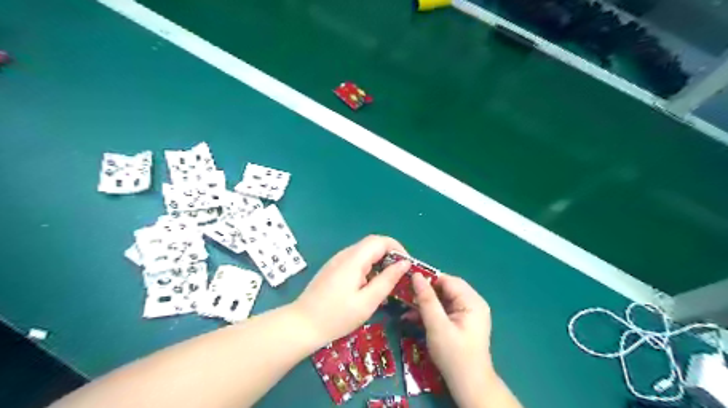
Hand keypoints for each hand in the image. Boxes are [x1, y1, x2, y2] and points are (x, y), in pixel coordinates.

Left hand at [291, 236, 411, 346]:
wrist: (301, 325)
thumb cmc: (336, 316)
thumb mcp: (367, 301)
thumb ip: (387, 280)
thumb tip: (404, 263)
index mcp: (354, 259)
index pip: (380, 241)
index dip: (397, 248)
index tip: (407, 265)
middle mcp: (345, 254)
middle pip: (372, 244)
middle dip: (390, 255)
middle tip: (400, 275)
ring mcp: (337, 261)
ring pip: (364, 252)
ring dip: (379, 262)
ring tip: (388, 282)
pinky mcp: (333, 268)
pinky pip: (355, 260)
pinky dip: (368, 267)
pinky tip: (369, 286)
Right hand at [405, 273, 495, 402]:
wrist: (469, 386)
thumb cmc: (454, 355)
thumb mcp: (437, 326)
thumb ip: (426, 300)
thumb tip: (416, 276)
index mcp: (471, 301)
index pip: (447, 280)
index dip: (427, 279)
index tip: (407, 282)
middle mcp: (472, 303)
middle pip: (445, 289)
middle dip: (424, 292)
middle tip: (404, 295)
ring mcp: (467, 313)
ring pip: (442, 299)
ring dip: (424, 303)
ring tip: (405, 307)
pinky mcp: (461, 322)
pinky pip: (443, 310)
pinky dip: (429, 313)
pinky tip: (412, 318)